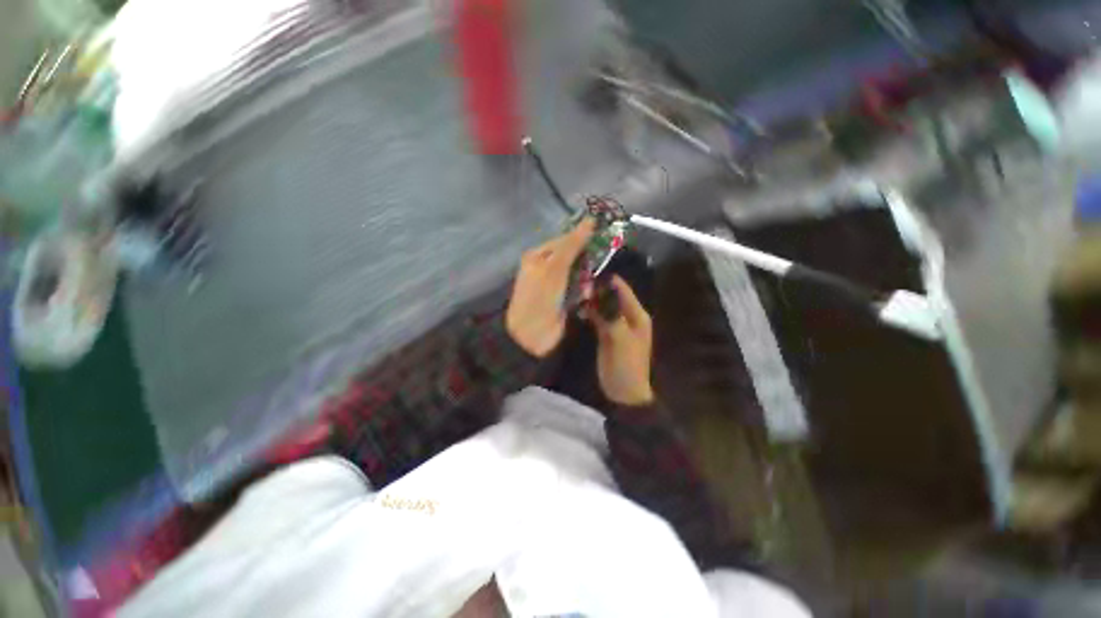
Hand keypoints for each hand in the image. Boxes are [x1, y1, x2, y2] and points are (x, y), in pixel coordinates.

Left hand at [506, 218, 595, 356]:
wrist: (531, 336)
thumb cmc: (541, 297)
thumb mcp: (555, 268)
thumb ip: (572, 245)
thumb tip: (590, 220)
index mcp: (538, 256)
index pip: (565, 240)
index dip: (583, 239)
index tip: (603, 240)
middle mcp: (545, 267)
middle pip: (573, 256)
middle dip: (585, 264)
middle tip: (591, 272)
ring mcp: (554, 284)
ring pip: (578, 273)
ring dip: (585, 280)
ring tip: (585, 290)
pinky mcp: (562, 299)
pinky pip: (578, 288)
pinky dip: (583, 292)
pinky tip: (584, 298)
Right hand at [588, 276, 654, 405]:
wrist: (623, 392)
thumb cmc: (626, 365)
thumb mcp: (620, 339)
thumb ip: (610, 315)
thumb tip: (598, 292)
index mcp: (637, 315)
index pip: (622, 290)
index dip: (607, 281)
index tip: (588, 273)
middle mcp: (627, 316)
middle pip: (611, 296)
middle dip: (596, 290)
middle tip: (578, 284)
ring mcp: (616, 325)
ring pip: (603, 306)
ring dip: (591, 300)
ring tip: (575, 293)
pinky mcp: (605, 333)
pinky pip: (597, 317)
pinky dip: (589, 312)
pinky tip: (578, 309)